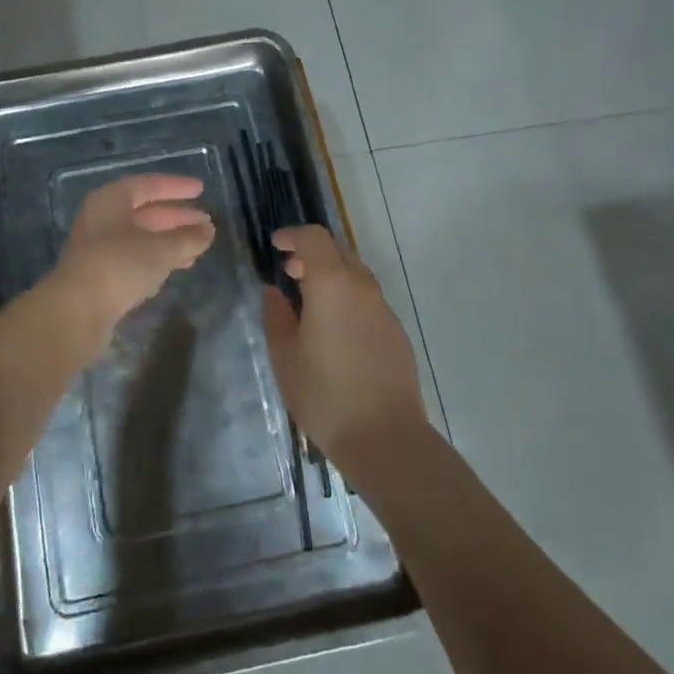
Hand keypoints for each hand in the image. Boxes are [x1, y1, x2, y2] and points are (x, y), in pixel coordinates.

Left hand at [49, 174, 214, 348]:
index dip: (176, 187)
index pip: (148, 185)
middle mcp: (102, 218)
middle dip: (177, 218)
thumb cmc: (119, 265)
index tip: (201, 190)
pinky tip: (176, 268)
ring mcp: (99, 248)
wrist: (76, 311)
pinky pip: (134, 259)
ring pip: (141, 238)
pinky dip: (156, 260)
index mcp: (111, 200)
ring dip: (170, 241)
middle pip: (145, 212)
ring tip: (198, 248)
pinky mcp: (100, 275)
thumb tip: (208, 230)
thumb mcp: (159, 249)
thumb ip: (187, 238)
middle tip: (206, 224)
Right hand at [263, 225, 427, 465]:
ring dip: (332, 277)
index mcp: (332, 284)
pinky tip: (335, 332)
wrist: (385, 438)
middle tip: (291, 273)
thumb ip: (277, 316)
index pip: (314, 238)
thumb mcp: (285, 356)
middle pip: (338, 251)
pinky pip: (368, 300)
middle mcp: (362, 287)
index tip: (276, 246)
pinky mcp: (397, 332)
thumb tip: (276, 293)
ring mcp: (384, 309)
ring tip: (310, 304)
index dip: (293, 235)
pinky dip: (348, 299)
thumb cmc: (325, 394)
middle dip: (313, 254)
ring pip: (356, 275)